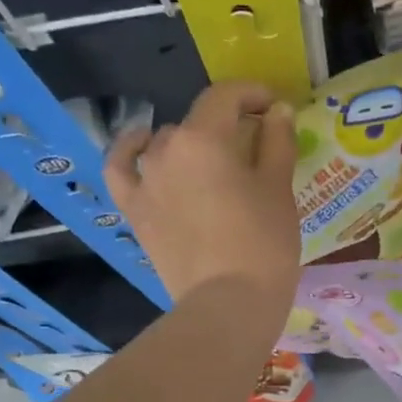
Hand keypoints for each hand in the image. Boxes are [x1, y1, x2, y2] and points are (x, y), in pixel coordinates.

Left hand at [104, 81, 300, 306]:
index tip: (273, 108)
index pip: (226, 97)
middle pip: (198, 123)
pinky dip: (130, 153)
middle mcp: (166, 149)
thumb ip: (277, 143)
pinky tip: (142, 147)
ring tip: (212, 164)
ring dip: (191, 145)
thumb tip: (277, 111)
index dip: (252, 94)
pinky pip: (121, 170)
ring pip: (166, 145)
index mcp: (204, 138)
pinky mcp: (136, 213)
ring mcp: (144, 182)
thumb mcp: (279, 191)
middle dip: (226, 127)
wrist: (227, 306)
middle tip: (254, 149)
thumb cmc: (263, 246)